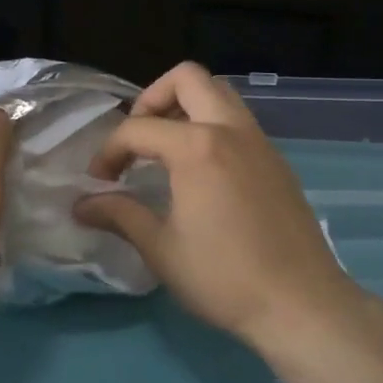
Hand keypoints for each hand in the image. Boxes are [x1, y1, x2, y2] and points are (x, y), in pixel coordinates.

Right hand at [75, 63, 365, 346]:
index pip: (138, 129)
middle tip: (138, 138)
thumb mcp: (162, 249)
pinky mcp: (277, 160)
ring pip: (220, 94)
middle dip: (153, 98)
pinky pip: (239, 121)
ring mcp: (260, 142)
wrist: (301, 303)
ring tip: (167, 148)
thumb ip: (120, 215)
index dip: (109, 151)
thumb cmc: (223, 278)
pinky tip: (202, 171)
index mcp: (197, 147)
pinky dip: (213, 126)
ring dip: (187, 106)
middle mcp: (231, 130)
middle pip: (187, 79)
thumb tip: (82, 205)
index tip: (99, 183)